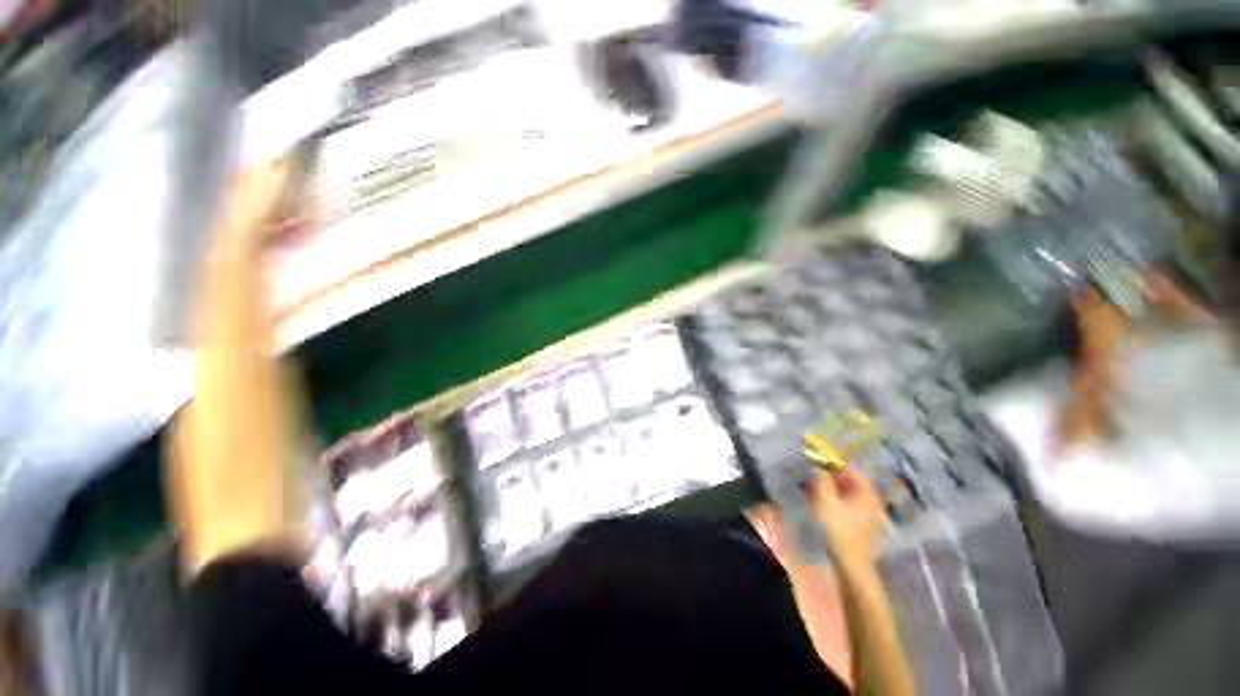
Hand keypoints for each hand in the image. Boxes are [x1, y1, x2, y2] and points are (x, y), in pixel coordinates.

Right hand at [810, 468, 884, 572]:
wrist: (850, 563)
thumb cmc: (838, 529)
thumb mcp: (825, 500)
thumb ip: (822, 479)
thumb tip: (818, 466)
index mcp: (865, 491)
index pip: (849, 467)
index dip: (832, 459)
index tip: (816, 454)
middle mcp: (869, 499)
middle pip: (848, 479)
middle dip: (829, 473)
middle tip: (811, 469)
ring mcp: (865, 512)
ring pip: (845, 491)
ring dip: (828, 485)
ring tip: (811, 483)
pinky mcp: (858, 523)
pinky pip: (843, 502)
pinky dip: (831, 497)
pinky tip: (817, 499)